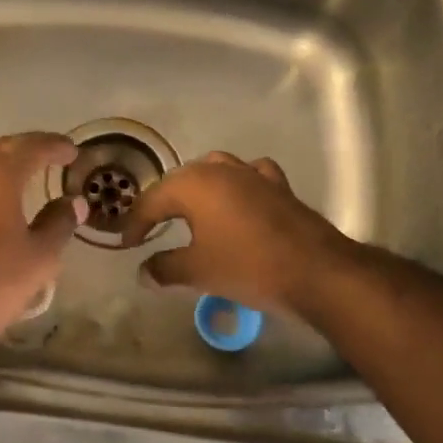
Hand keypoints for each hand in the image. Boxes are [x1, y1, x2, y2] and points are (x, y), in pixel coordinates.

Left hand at [0, 133, 84, 357]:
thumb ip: (59, 223)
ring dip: (1, 164)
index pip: (33, 146)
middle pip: (1, 147)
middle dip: (27, 149)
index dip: (56, 146)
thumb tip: (73, 202)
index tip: (73, 152)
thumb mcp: (39, 256)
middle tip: (50, 158)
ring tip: (23, 177)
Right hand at [120, 152, 352, 315]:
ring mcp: (252, 174)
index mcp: (193, 185)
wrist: (315, 271)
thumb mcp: (197, 272)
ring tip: (188, 209)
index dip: (135, 223)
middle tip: (149, 227)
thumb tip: (143, 272)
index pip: (151, 200)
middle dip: (161, 203)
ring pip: (213, 170)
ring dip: (196, 188)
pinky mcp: (278, 186)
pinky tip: (236, 198)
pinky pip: (248, 176)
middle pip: (179, 181)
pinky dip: (236, 184)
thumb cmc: (247, 266)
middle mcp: (220, 170)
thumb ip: (164, 268)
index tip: (127, 244)